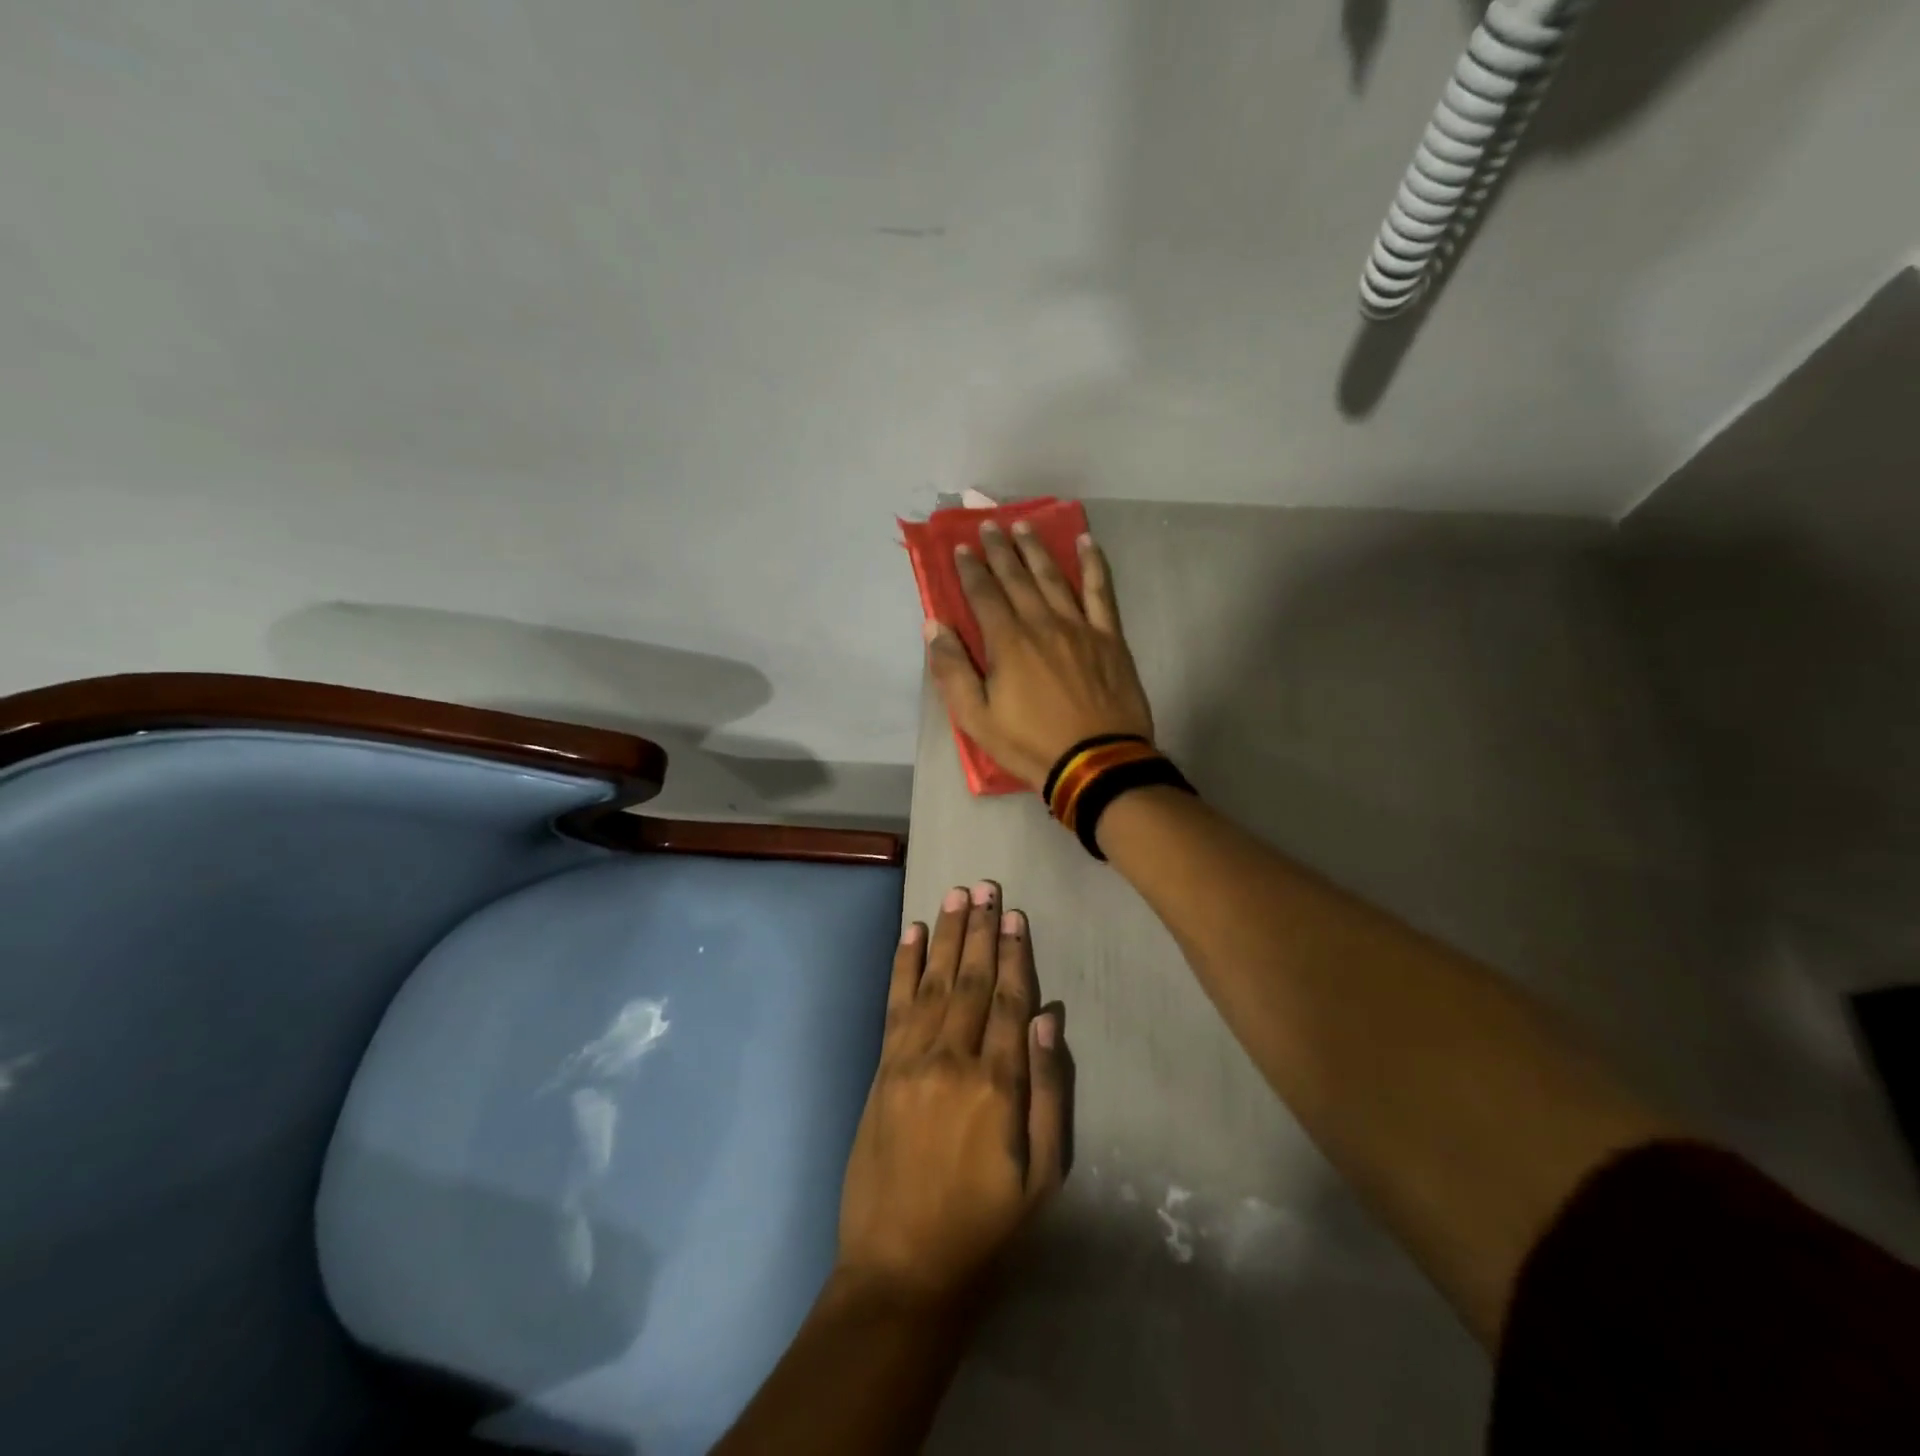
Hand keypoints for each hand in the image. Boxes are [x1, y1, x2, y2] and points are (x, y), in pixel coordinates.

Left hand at [836, 881, 1071, 1309]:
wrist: (901, 1271)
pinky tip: (912, 934)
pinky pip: (895, 1005)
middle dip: (980, 930)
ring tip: (956, 896)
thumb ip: (1050, 1094)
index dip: (1015, 955)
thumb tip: (1051, 1022)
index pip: (1011, 1002)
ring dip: (947, 936)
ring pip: (935, 982)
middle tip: (986, 886)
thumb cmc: (985, 1229)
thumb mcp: (1042, 1178)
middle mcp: (953, 1060)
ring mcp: (911, 1061)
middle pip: (973, 981)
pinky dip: (903, 965)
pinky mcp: (882, 1069)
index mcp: (997, 1086)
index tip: (1014, 914)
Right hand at [925, 521, 1155, 790]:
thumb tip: (934, 626)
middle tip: (989, 525)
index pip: (984, 594)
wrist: (1097, 762)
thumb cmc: (1031, 744)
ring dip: (1037, 549)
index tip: (961, 548)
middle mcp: (1042, 623)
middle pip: (1018, 577)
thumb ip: (952, 670)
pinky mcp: (1109, 637)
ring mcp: (1080, 627)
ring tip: (1025, 525)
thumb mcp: (977, 718)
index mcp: (1008, 642)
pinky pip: (1101, 591)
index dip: (970, 569)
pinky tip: (1087, 542)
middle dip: (1000, 549)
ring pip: (1055, 577)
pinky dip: (1094, 564)